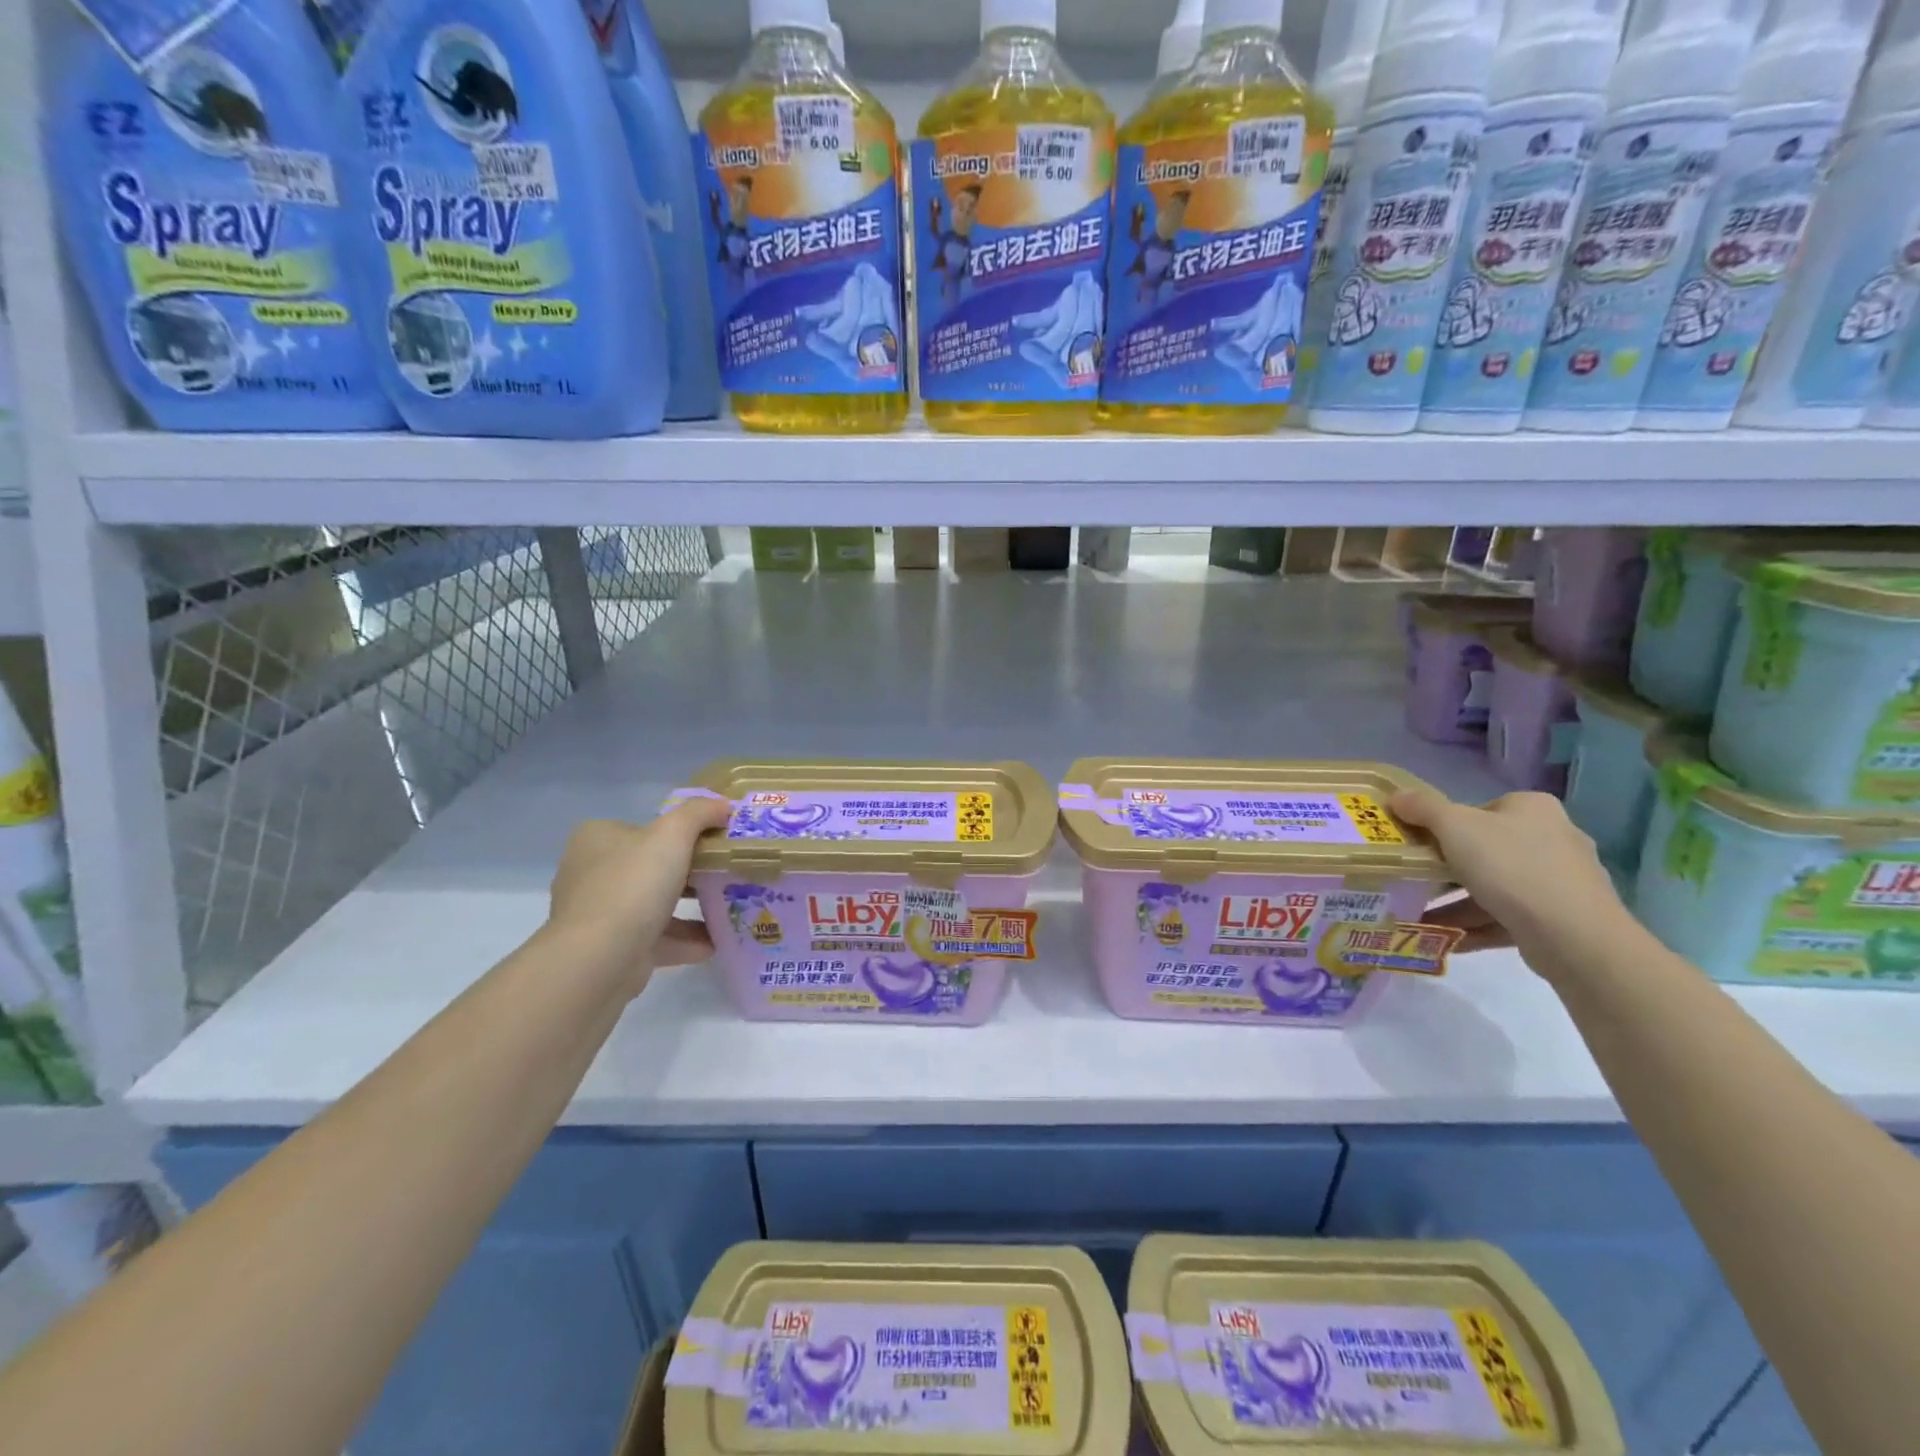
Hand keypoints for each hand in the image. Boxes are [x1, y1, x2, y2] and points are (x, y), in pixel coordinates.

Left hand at [547, 798, 730, 990]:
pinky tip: (714, 942)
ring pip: (653, 904)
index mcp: (597, 839)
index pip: (643, 828)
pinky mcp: (609, 949)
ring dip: (690, 908)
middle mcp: (591, 873)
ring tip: (728, 908)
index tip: (714, 843)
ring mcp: (598, 914)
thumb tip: (724, 805)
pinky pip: (654, 938)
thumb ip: (700, 813)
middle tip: (725, 875)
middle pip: (650, 866)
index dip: (680, 833)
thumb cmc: (633, 885)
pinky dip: (684, 940)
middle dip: (689, 872)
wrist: (600, 959)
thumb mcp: (673, 834)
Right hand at [1391, 787, 1634, 974]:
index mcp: (1533, 809)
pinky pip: (1508, 916)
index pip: (1481, 810)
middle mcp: (1554, 838)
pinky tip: (1446, 938)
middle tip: (1416, 880)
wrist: (1574, 936)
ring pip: (1496, 887)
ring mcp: (1562, 881)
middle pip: (1486, 849)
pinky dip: (1476, 925)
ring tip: (1419, 915)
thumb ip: (1423, 808)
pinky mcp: (1562, 918)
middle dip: (1448, 869)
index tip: (1422, 845)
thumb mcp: (1454, 826)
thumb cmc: (1510, 866)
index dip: (1447, 825)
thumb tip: (1396, 796)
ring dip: (1456, 902)